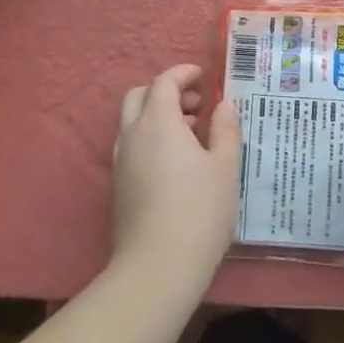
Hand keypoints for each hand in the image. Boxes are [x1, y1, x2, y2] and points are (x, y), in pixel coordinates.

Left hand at [112, 64, 239, 296]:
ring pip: (133, 123)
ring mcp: (120, 162)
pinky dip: (151, 139)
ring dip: (158, 117)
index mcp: (158, 121)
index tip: (203, 77)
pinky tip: (177, 164)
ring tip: (193, 135)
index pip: (164, 82)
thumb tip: (223, 106)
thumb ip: (225, 130)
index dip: (183, 74)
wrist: (156, 269)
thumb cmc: (198, 211)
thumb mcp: (225, 167)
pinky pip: (132, 146)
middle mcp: (132, 134)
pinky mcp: (118, 187)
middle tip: (196, 106)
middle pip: (140, 96)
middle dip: (166, 92)